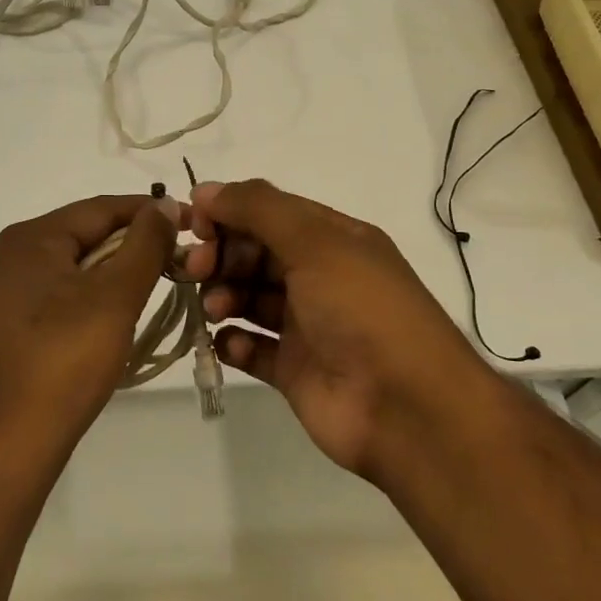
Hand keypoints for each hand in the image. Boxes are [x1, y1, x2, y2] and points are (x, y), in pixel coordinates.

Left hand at [0, 194, 178, 464]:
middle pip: (83, 235)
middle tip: (177, 258)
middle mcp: (9, 256)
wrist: (9, 442)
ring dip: (113, 271)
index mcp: (29, 238)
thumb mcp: (116, 296)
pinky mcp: (5, 325)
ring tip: (154, 284)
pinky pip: (56, 294)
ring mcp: (2, 293)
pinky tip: (113, 314)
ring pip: (71, 266)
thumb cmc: (66, 360)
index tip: (189, 223)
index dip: (147, 212)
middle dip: (131, 243)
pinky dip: (89, 296)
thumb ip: (144, 244)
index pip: (99, 209)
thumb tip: (163, 205)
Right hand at [183, 179, 491, 480]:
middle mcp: (319, 277)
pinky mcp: (295, 371)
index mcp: (332, 240)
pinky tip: (227, 343)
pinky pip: (253, 348)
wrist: (408, 409)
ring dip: (223, 296)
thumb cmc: (362, 310)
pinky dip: (234, 343)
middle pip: (255, 254)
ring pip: (250, 299)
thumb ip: (258, 209)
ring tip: (214, 308)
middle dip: (220, 256)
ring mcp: (307, 326)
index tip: (193, 224)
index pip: (269, 213)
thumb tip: (204, 190)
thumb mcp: (315, 242)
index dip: (229, 213)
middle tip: (193, 269)